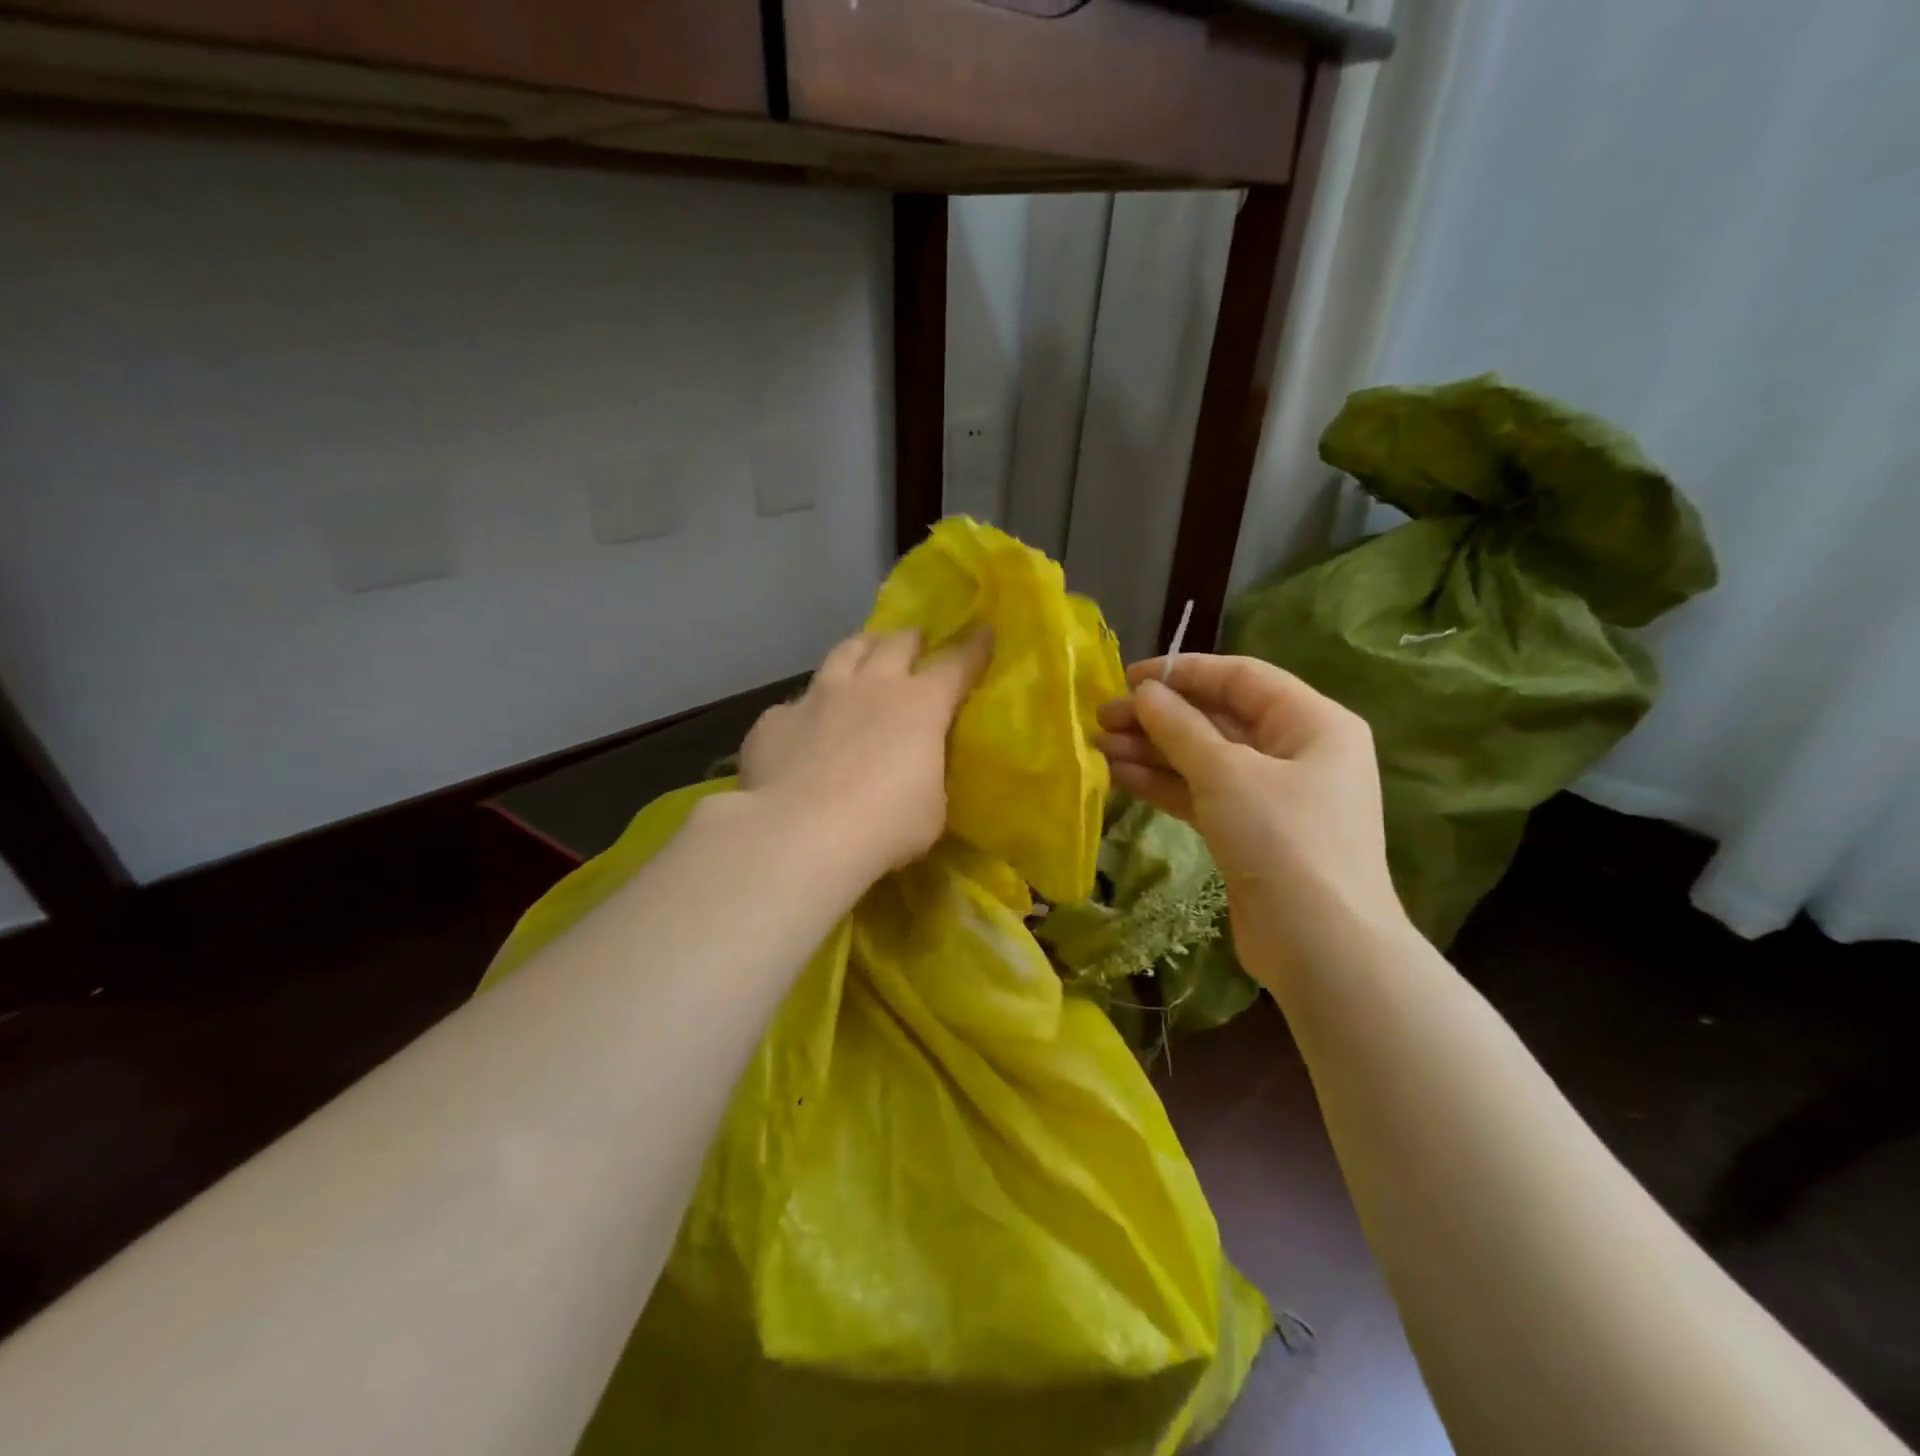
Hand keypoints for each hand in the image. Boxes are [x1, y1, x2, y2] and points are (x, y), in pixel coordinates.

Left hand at [738, 628, 991, 885]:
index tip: (983, 631)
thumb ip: (927, 777)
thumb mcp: (931, 808)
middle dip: (911, 639)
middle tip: (915, 642)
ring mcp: (818, 697)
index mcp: (919, 706)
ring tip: (863, 652)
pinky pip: (794, 705)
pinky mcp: (776, 720)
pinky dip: (806, 711)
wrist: (802, 834)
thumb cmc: (885, 825)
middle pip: (895, 643)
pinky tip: (803, 728)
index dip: (972, 648)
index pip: (955, 665)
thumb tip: (917, 772)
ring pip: (843, 652)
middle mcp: (870, 687)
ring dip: (861, 648)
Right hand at [1094, 654, 1406, 987]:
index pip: (1241, 678)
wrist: (1321, 947)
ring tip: (1099, 745)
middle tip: (1103, 717)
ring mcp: (1272, 795)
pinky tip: (1121, 775)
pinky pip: (1202, 793)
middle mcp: (1296, 751)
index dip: (1183, 672)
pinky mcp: (1249, 831)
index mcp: (1312, 722)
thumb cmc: (1284, 841)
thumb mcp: (1227, 773)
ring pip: (1204, 758)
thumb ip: (1181, 727)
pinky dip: (1164, 783)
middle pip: (1218, 718)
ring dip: (1153, 751)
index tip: (1129, 678)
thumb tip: (1145, 693)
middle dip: (1159, 717)